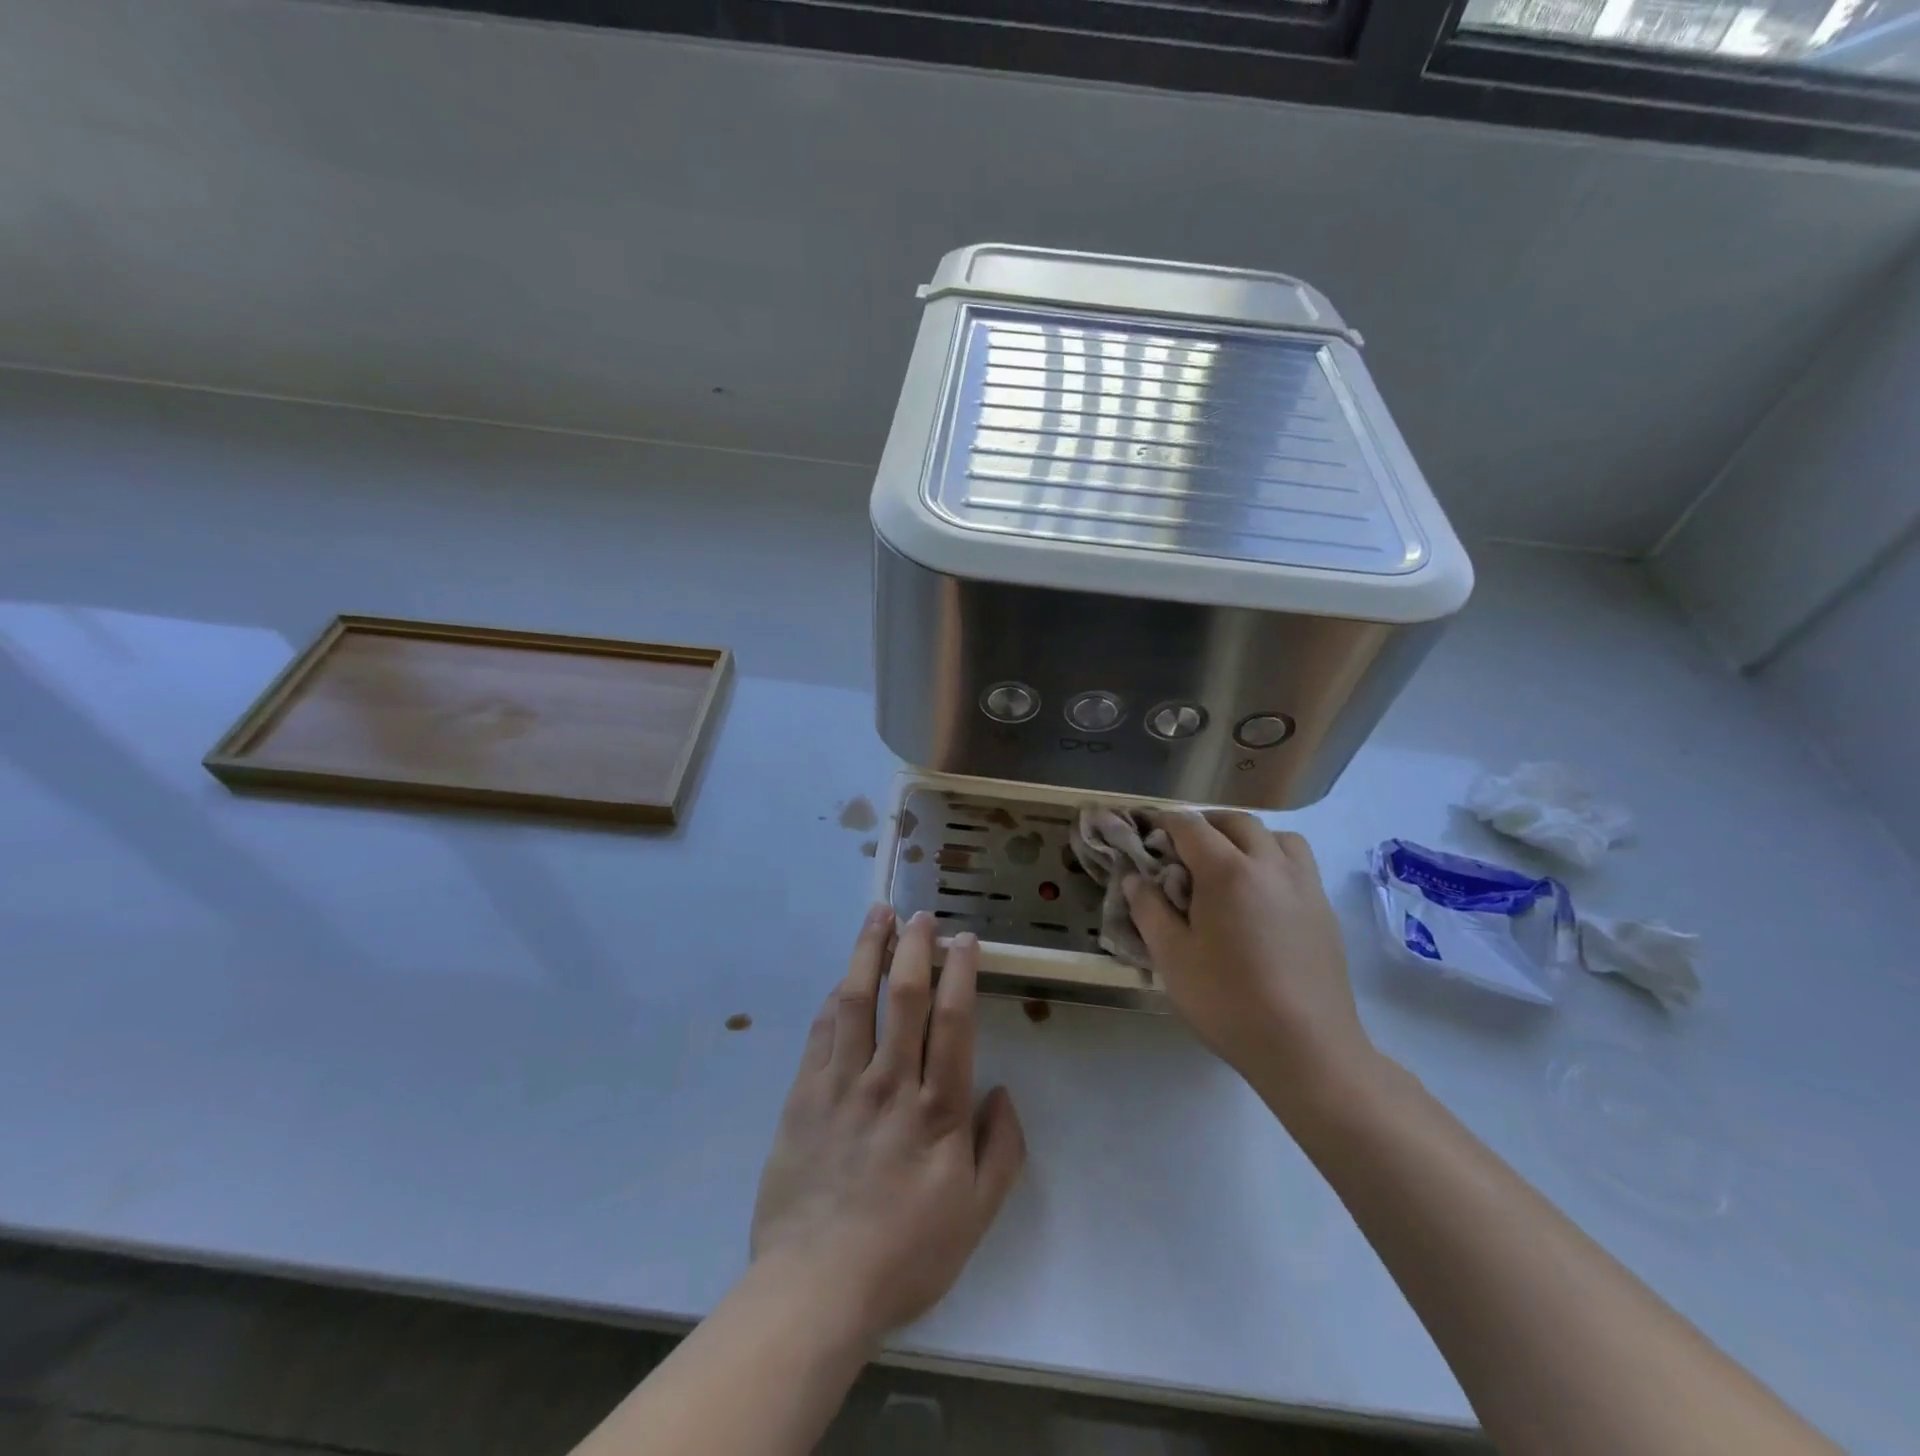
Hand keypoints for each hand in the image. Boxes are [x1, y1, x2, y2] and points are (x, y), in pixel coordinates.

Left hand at [749, 908, 1025, 1346]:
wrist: (815, 1286)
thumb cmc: (905, 1253)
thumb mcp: (976, 1214)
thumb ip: (1001, 1149)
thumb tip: (1002, 1092)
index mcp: (938, 1109)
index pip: (954, 1020)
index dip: (961, 971)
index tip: (964, 939)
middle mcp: (891, 1082)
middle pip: (905, 996)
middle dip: (915, 946)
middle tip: (921, 915)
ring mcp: (842, 1084)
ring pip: (857, 999)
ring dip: (869, 951)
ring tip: (878, 915)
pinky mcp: (804, 1094)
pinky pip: (822, 1031)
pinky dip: (836, 995)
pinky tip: (844, 976)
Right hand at [1123, 812, 1373, 1105]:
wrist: (1307, 1048)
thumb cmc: (1228, 1001)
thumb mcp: (1171, 957)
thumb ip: (1149, 909)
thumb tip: (1136, 879)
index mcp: (1228, 872)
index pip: (1191, 827)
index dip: (1165, 823)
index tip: (1149, 831)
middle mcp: (1270, 866)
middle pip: (1237, 822)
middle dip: (1206, 825)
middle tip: (1184, 848)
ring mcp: (1304, 887)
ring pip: (1278, 837)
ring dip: (1248, 838)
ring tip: (1230, 865)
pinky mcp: (1325, 911)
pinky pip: (1299, 865)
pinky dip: (1274, 862)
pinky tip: (1261, 898)